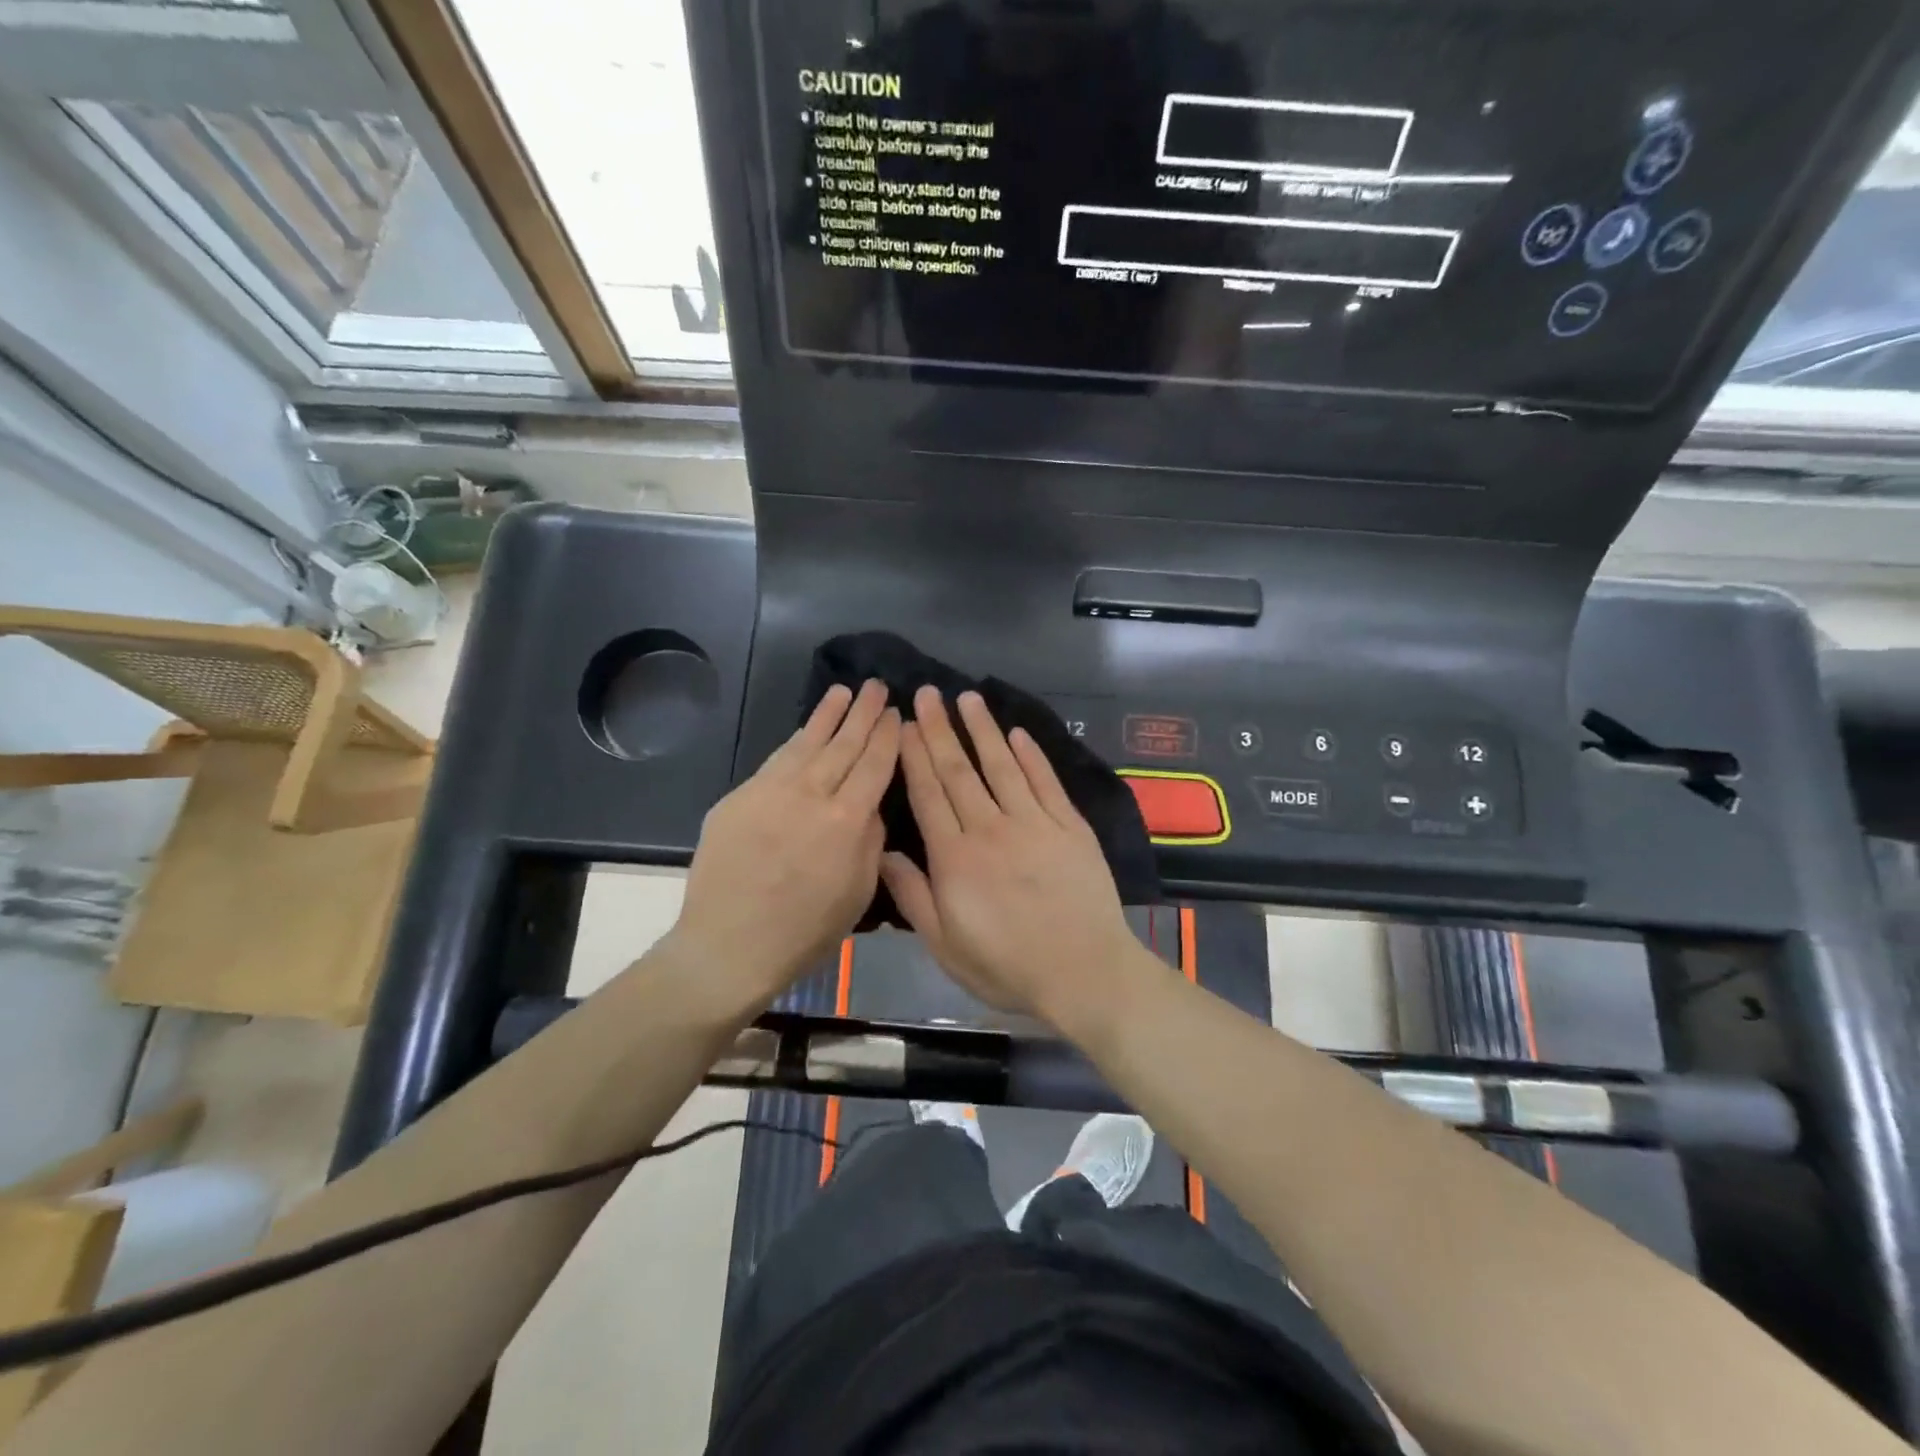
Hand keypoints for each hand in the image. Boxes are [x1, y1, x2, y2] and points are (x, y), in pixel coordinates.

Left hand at [669, 681, 899, 1010]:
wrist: (729, 945)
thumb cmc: (805, 931)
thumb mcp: (858, 893)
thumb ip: (869, 841)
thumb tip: (868, 806)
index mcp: (846, 821)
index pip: (874, 765)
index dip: (887, 736)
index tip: (895, 713)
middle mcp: (810, 795)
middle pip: (843, 744)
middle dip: (863, 713)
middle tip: (875, 686)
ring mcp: (770, 792)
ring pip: (806, 743)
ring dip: (827, 715)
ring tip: (843, 692)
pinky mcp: (739, 797)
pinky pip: (775, 761)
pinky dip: (795, 741)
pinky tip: (804, 731)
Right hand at [880, 687, 1138, 1029]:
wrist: (1084, 972)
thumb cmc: (1007, 966)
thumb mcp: (945, 945)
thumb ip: (913, 896)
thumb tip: (883, 851)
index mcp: (955, 857)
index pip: (928, 794)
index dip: (913, 755)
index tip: (903, 724)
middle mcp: (990, 828)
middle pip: (959, 771)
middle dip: (939, 729)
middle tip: (927, 693)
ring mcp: (1034, 822)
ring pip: (1001, 766)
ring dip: (982, 729)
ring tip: (967, 698)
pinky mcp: (1069, 826)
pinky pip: (1045, 782)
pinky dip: (1031, 755)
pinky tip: (1017, 733)